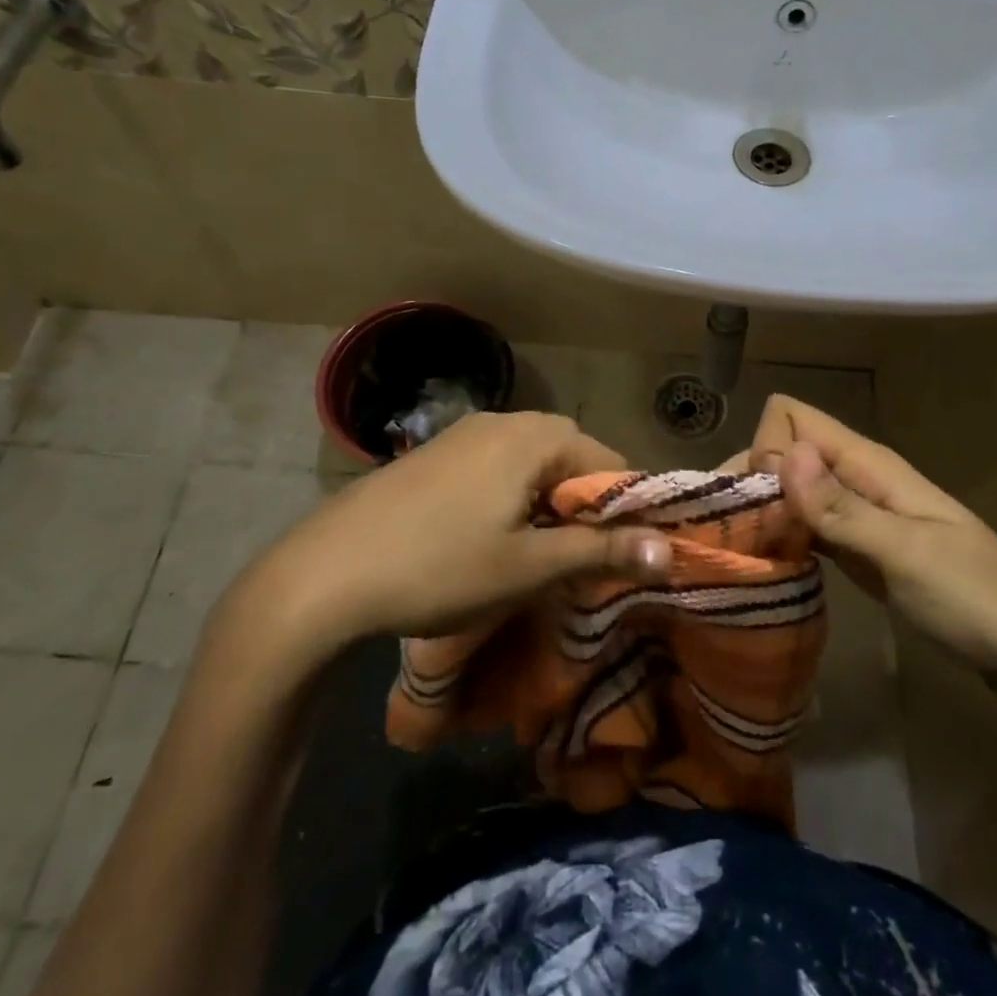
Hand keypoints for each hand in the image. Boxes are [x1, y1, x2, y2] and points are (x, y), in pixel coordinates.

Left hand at [205, 412, 669, 686]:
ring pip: (533, 463)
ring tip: (536, 554)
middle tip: (577, 561)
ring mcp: (464, 432)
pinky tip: (490, 537)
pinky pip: (497, 467)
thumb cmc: (439, 568)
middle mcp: (505, 420)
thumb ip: (603, 552)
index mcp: (536, 437)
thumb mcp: (529, 567)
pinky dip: (512, 497)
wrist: (324, 574)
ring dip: (547, 504)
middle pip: (572, 458)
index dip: (625, 511)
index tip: (620, 558)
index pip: (611, 463)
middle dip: (584, 507)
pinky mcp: (436, 452)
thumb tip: (672, 550)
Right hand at [746, 396, 996, 704]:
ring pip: (789, 491)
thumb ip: (842, 508)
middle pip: (782, 452)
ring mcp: (857, 517)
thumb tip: (783, 453)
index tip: (758, 505)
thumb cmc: (981, 601)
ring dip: (757, 512)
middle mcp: (856, 480)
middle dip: (748, 481)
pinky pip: (804, 529)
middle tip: (725, 538)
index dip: (765, 448)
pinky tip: (762, 566)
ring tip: (729, 554)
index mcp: (870, 465)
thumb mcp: (909, 555)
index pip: (792, 417)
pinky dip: (779, 539)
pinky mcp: (857, 552)